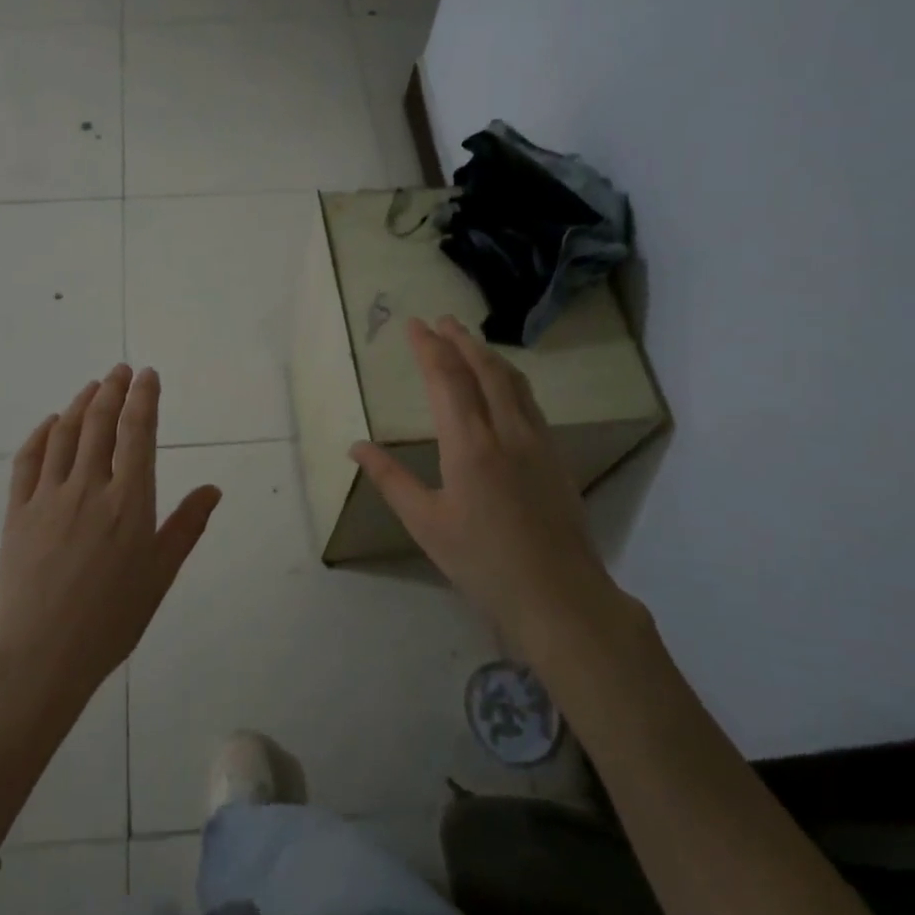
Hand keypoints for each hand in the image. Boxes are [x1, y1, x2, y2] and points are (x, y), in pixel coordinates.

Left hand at [0, 364, 220, 706]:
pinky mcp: (17, 511)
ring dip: (81, 404)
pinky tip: (51, 423)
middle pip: (101, 423)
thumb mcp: (160, 575)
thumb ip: (186, 527)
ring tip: (92, 386)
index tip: (147, 375)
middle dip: (113, 390)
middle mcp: (90, 487)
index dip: (144, 398)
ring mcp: (49, 496)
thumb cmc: (112, 619)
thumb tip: (213, 488)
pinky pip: (28, 460)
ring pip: (66, 434)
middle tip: (120, 370)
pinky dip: (41, 434)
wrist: (41, 653)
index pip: (138, 433)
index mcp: (130, 501)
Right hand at [350, 317, 631, 649]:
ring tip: (470, 341)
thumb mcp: (425, 523)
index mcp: (470, 444)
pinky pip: (529, 401)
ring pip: (513, 382)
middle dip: (460, 340)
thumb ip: (390, 479)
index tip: (414, 324)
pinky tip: (504, 386)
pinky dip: (509, 379)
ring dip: (488, 355)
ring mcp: (538, 441)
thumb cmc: (482, 562)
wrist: (558, 595)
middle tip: (441, 320)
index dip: (428, 347)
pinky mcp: (556, 456)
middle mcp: (507, 431)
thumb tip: (356, 447)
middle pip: (484, 369)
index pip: (446, 379)